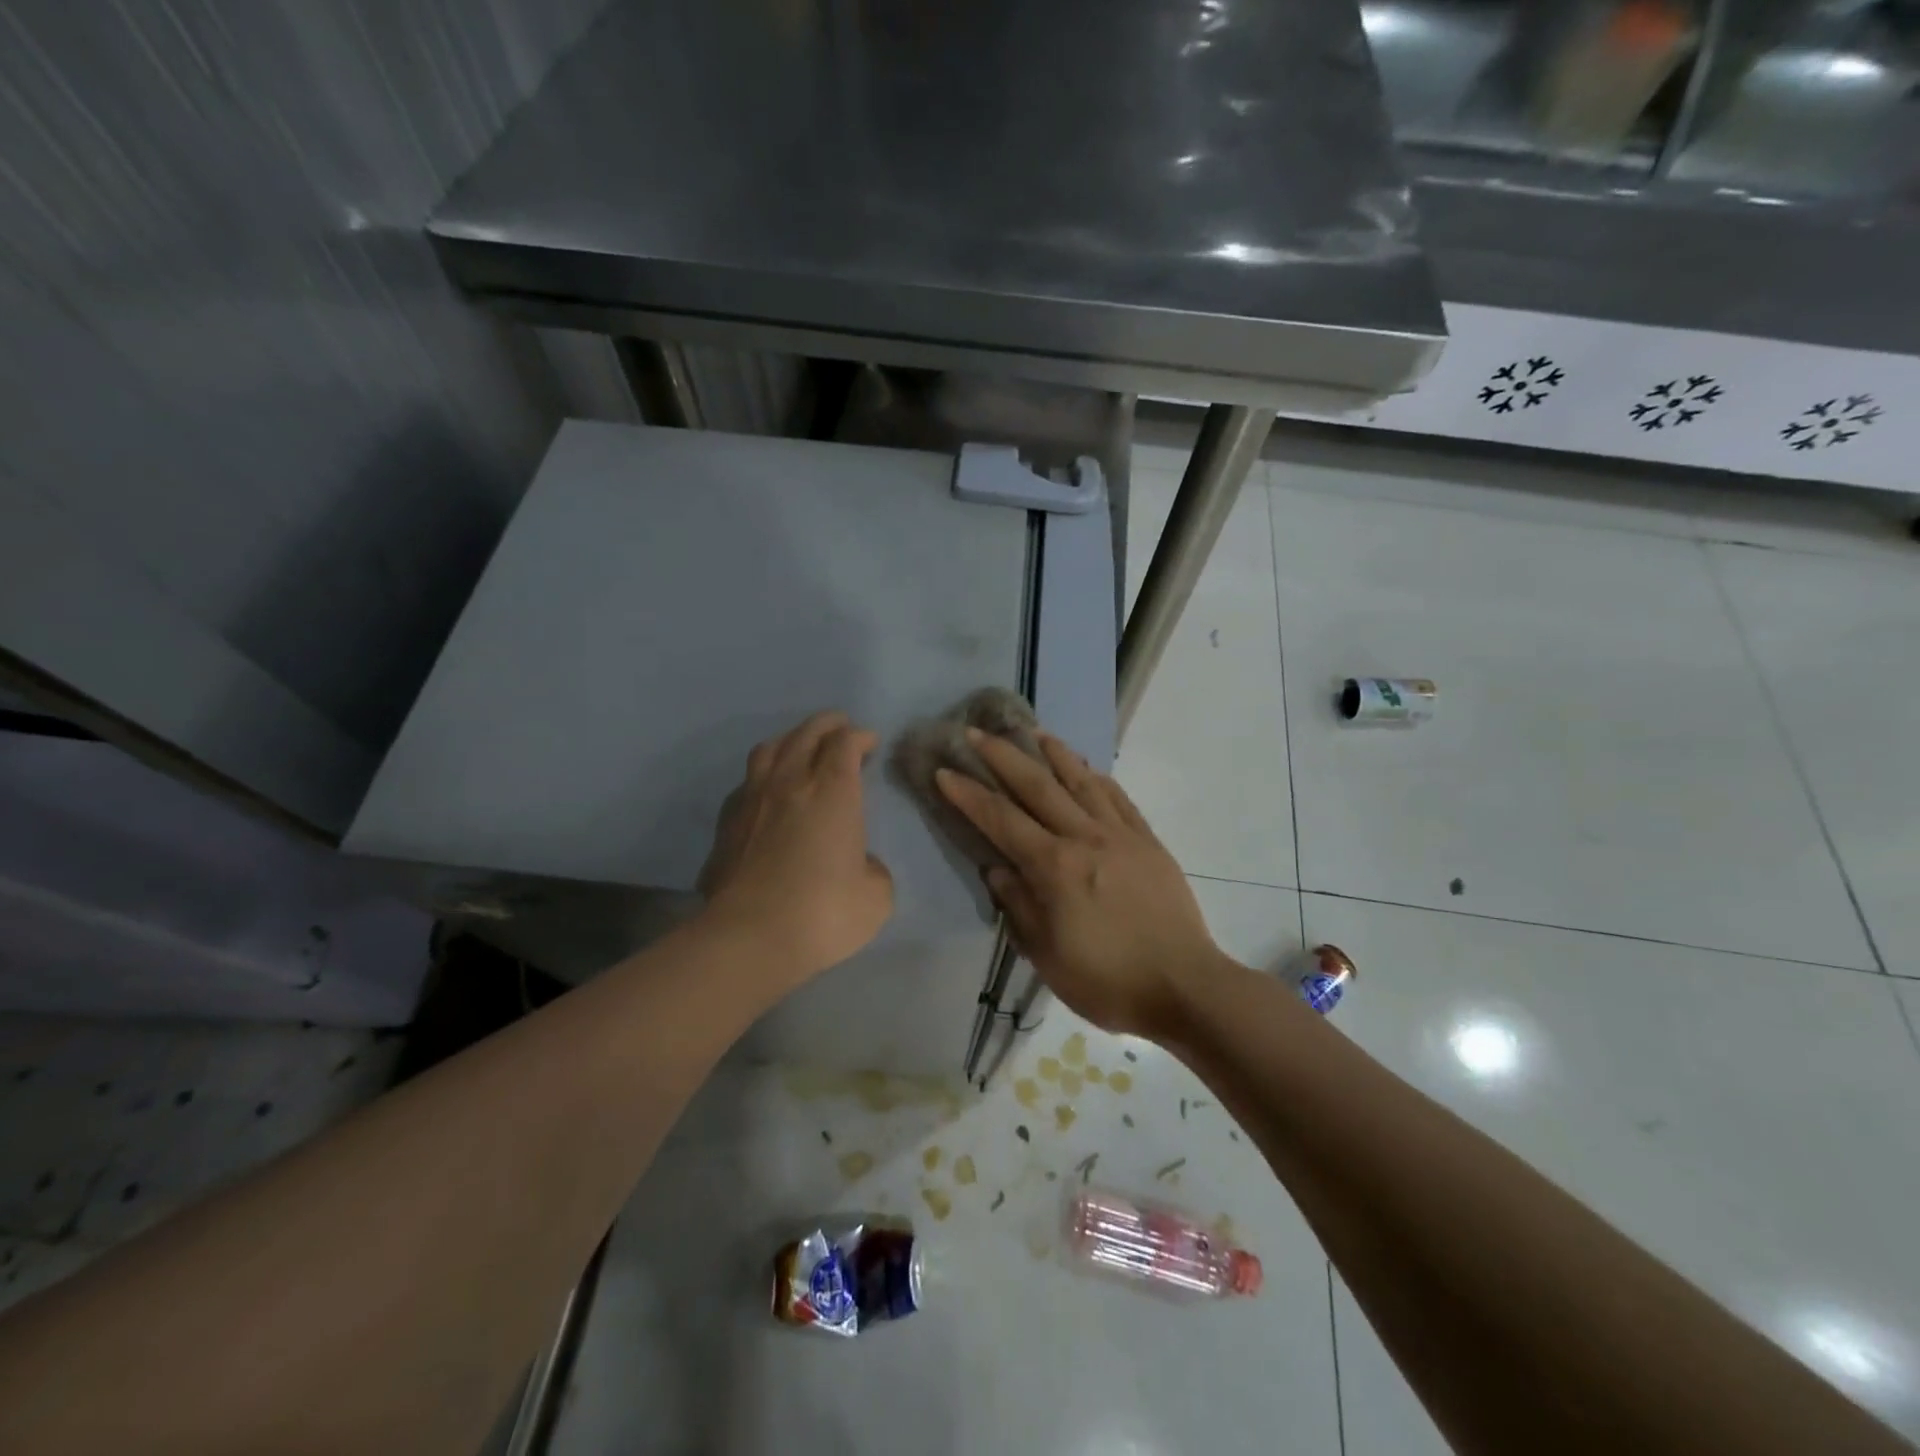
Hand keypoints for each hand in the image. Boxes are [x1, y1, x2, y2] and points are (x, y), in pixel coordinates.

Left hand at [698, 712, 893, 982]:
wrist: (749, 937)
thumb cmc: (823, 913)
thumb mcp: (875, 897)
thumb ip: (873, 869)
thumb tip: (859, 862)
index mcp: (833, 792)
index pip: (845, 744)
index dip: (860, 736)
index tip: (870, 742)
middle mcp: (791, 783)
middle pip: (807, 734)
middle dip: (828, 724)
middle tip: (841, 726)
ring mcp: (753, 800)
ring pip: (770, 749)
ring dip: (791, 739)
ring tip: (801, 746)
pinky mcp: (726, 824)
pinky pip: (747, 782)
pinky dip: (764, 775)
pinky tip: (767, 791)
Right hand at [936, 730, 1224, 1037]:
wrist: (1184, 986)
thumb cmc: (1107, 980)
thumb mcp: (1047, 954)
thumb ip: (1019, 905)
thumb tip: (997, 868)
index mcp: (1055, 867)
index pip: (1001, 820)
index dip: (968, 795)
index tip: (944, 771)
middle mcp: (1085, 837)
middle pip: (1038, 786)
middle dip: (1003, 756)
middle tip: (977, 732)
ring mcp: (1121, 835)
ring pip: (1081, 781)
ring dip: (1054, 753)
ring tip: (1033, 731)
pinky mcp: (1148, 841)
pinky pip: (1118, 798)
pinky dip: (1097, 777)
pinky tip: (1087, 767)